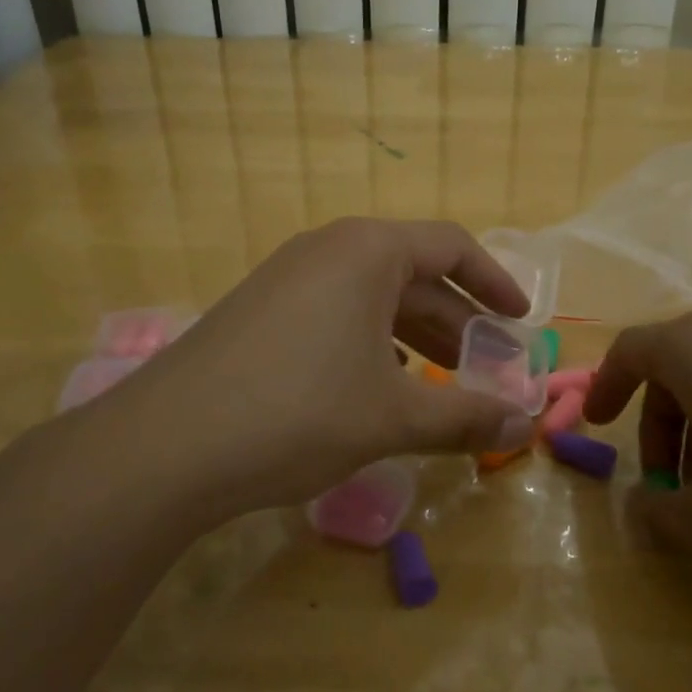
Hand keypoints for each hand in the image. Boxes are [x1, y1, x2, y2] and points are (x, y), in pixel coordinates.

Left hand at [83, 218, 533, 523]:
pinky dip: (370, 344)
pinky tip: (376, 385)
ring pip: (371, 297)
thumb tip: (526, 425)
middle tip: (487, 366)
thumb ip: (465, 417)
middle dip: (456, 320)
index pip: (451, 245)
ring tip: (440, 381)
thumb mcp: (392, 417)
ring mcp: (286, 278)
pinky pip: (335, 314)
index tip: (521, 319)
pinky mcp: (259, 312)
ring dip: (414, 335)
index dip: (494, 282)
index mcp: (367, 251)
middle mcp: (327, 250)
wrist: (165, 446)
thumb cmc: (298, 412)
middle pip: (412, 273)